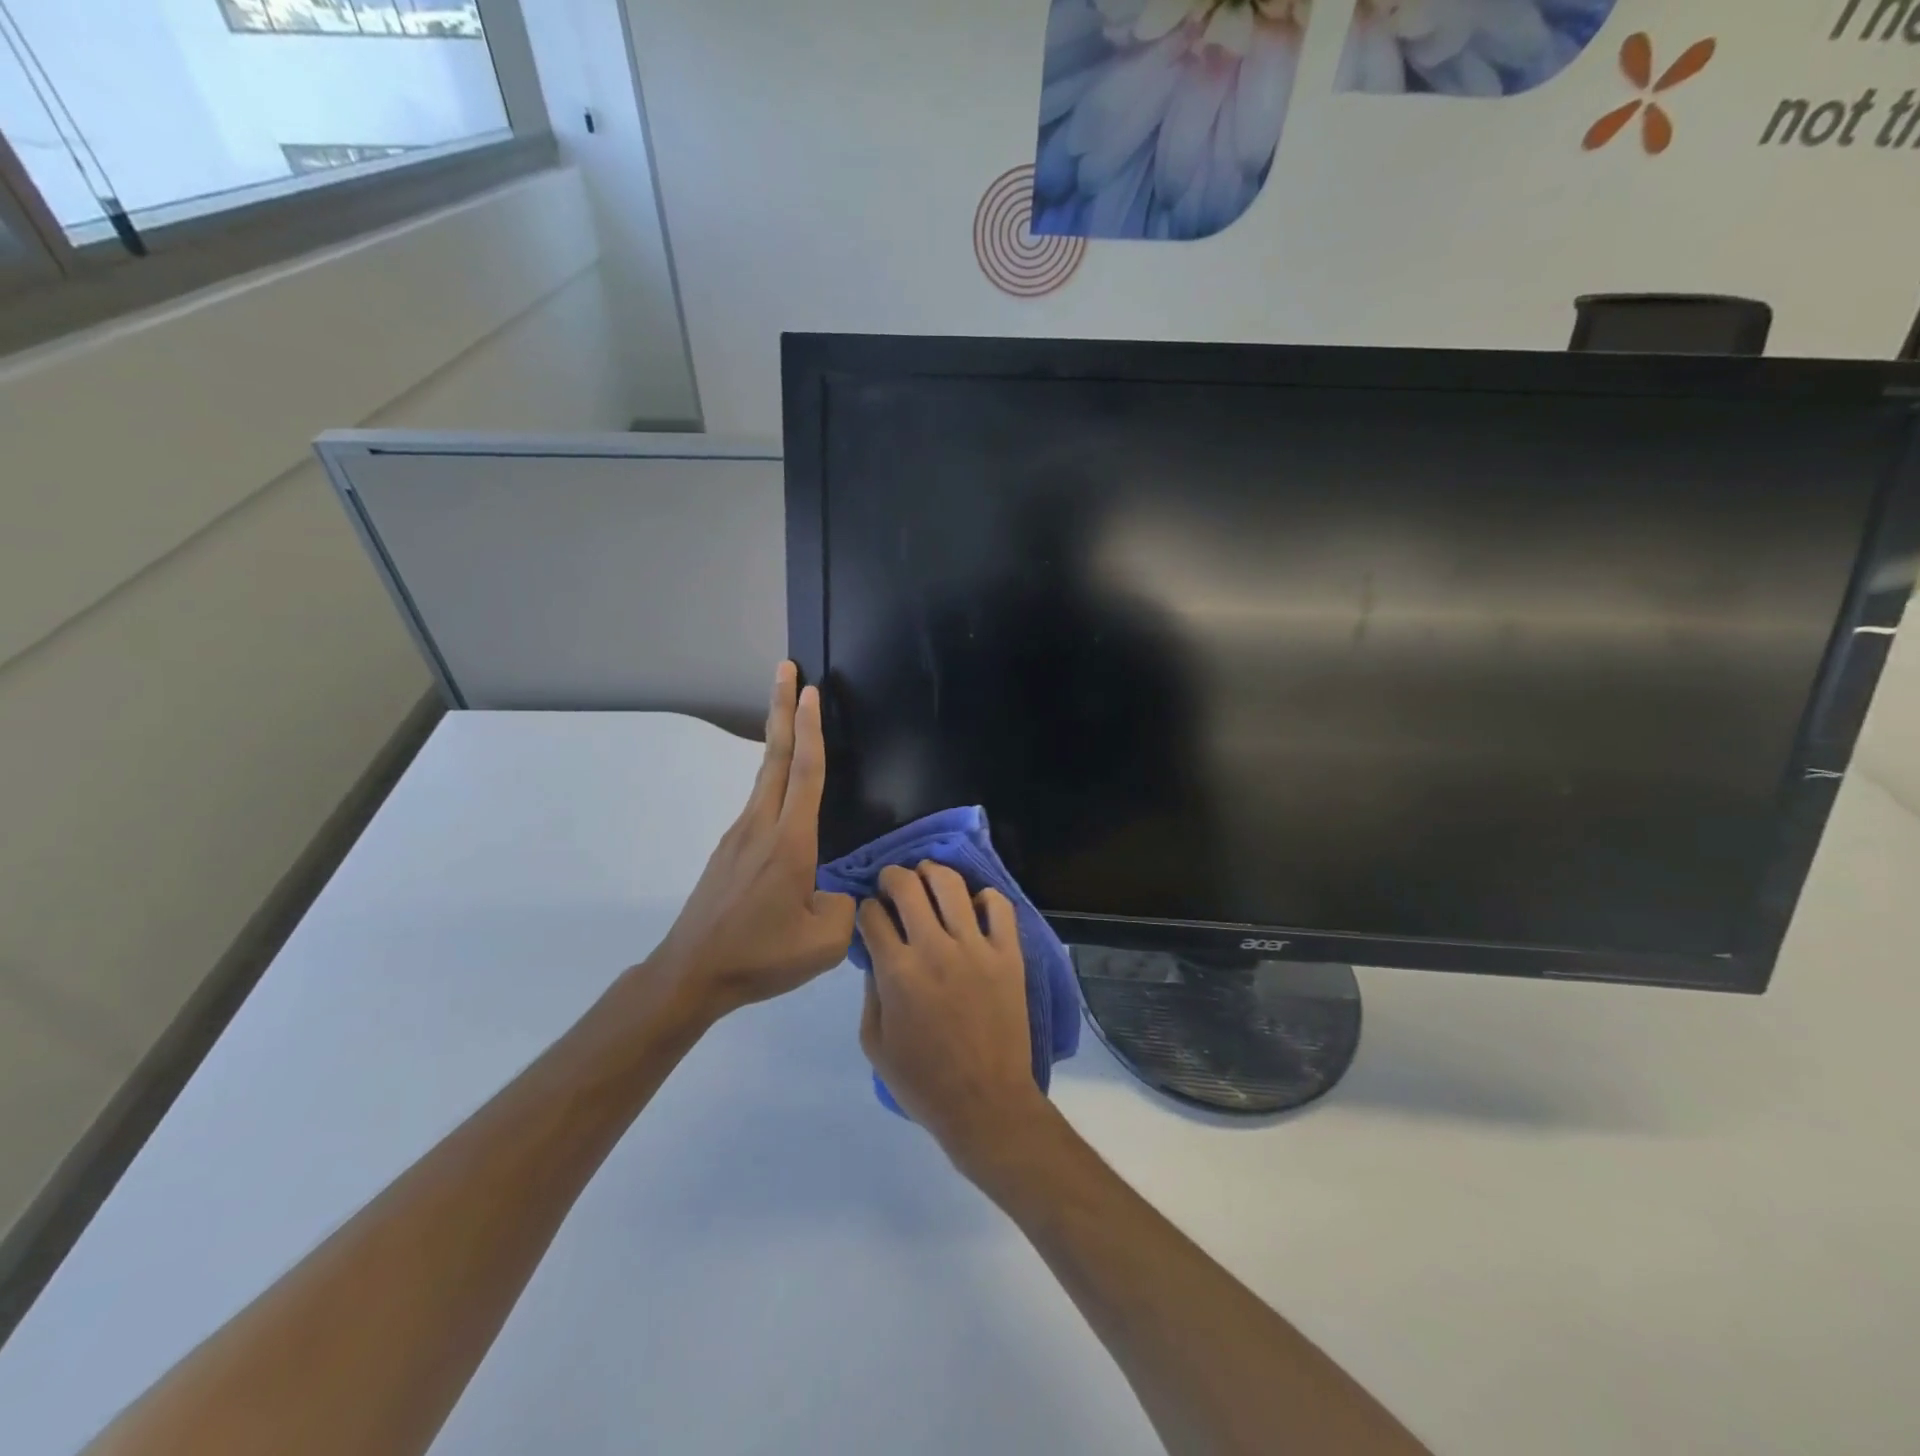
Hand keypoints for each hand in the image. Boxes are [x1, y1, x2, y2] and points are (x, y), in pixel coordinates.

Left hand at [653, 663, 855, 1018]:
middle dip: (782, 709)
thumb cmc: (760, 956)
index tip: (811, 690)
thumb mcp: (824, 942)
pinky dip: (774, 777)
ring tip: (791, 715)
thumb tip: (842, 889)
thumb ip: (847, 907)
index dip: (812, 729)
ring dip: (779, 739)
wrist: (691, 973)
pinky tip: (785, 793)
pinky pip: (759, 802)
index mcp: (789, 842)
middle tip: (787, 669)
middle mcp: (761, 826)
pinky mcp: (729, 850)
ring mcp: (739, 835)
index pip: (805, 773)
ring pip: (765, 776)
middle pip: (776, 756)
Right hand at [858, 862, 1048, 1172]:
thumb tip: (876, 953)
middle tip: (891, 883)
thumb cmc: (923, 1081)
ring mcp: (976, 948)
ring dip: (932, 873)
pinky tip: (973, 905)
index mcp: (897, 972)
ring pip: (951, 884)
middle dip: (892, 877)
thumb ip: (870, 991)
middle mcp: (935, 949)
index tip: (869, 914)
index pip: (872, 915)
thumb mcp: (875, 1043)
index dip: (865, 909)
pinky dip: (984, 897)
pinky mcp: (1008, 954)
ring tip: (927, 878)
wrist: (986, 1103)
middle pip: (907, 886)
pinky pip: (999, 906)